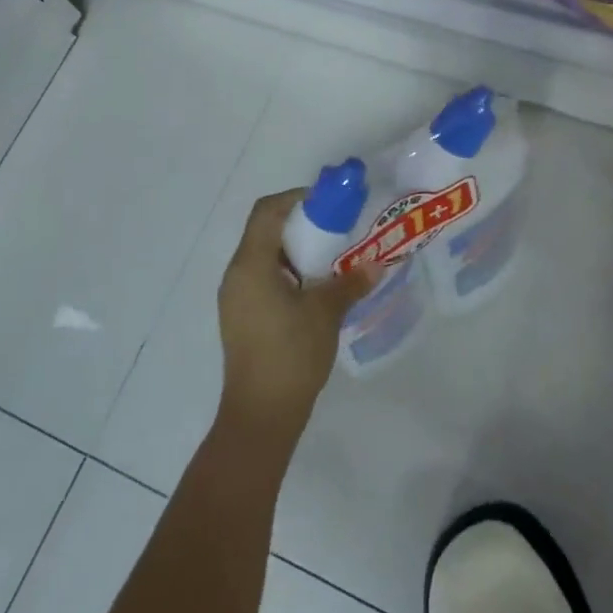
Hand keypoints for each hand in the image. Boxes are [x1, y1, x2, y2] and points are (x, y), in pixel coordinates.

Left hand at [215, 190, 377, 449]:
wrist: (260, 414)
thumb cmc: (291, 354)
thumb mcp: (326, 313)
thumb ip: (350, 282)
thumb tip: (377, 264)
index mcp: (251, 265)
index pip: (268, 211)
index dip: (297, 198)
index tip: (329, 202)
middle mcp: (236, 274)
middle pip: (265, 231)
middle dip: (301, 223)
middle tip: (336, 228)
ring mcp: (236, 298)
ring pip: (264, 256)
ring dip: (296, 250)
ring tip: (331, 257)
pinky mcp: (241, 317)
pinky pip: (263, 278)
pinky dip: (288, 271)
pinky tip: (315, 287)